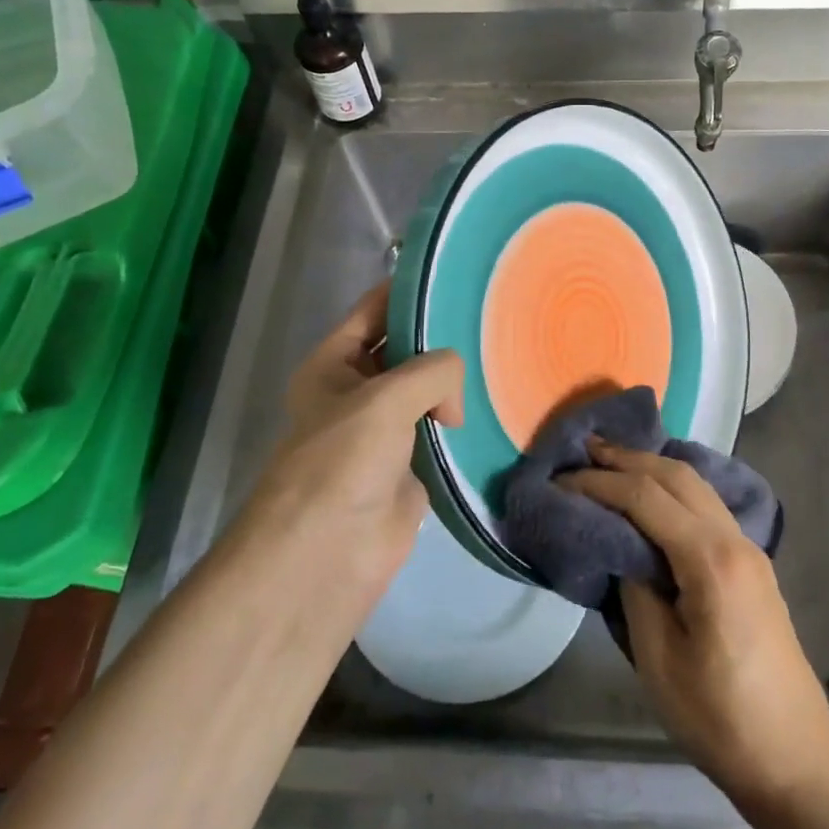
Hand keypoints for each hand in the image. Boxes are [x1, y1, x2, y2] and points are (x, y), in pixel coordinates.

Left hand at [232, 283, 464, 604]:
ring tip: (501, 351)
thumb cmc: (342, 461)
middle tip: (491, 313)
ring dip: (454, 380)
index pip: (373, 311)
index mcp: (332, 364)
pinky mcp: (410, 465)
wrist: (327, 554)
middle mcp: (356, 390)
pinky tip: (495, 402)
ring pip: (426, 390)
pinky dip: (462, 420)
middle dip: (438, 335)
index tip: (455, 274)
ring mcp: (384, 429)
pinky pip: (441, 430)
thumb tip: (453, 403)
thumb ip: (432, 371)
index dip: (408, 290)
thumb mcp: (385, 397)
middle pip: (404, 348)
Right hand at [562, 441, 828, 809]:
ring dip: (652, 466)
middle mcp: (734, 539)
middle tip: (584, 450)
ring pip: (696, 484)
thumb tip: (620, 546)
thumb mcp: (659, 658)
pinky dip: (673, 487)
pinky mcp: (751, 564)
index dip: (601, 483)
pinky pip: (707, 504)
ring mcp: (748, 549)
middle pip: (676, 476)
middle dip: (627, 458)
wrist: (794, 760)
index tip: (561, 480)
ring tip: (611, 461)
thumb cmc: (719, 718)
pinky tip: (652, 494)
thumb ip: (635, 587)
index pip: (646, 498)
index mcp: (711, 560)